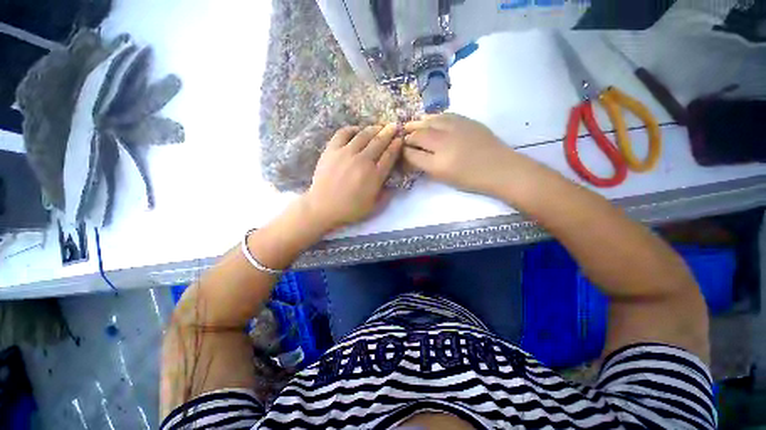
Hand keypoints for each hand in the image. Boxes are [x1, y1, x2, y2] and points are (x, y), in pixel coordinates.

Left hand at [303, 124, 402, 231]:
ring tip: (379, 127)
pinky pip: (343, 133)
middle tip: (394, 126)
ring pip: (364, 135)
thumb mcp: (373, 207)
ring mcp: (346, 153)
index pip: (389, 155)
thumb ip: (386, 194)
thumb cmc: (350, 209)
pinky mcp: (332, 150)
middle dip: (389, 132)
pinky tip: (357, 130)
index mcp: (375, 176)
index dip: (396, 145)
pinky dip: (352, 129)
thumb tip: (393, 183)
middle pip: (379, 141)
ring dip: (374, 129)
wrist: (323, 207)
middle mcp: (363, 161)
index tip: (400, 138)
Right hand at [403, 113, 520, 194]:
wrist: (499, 168)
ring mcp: (454, 129)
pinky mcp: (465, 120)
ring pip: (429, 121)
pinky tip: (429, 119)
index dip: (404, 151)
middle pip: (418, 135)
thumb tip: (414, 155)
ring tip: (411, 125)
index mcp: (437, 164)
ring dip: (417, 123)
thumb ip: (426, 166)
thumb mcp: (444, 178)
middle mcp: (443, 144)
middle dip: (408, 135)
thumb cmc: (471, 179)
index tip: (401, 150)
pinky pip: (443, 115)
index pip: (412, 154)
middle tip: (403, 136)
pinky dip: (432, 117)